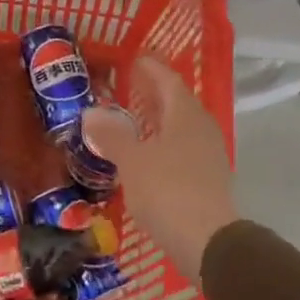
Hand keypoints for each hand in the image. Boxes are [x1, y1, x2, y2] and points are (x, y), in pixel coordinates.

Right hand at [83, 57, 235, 282]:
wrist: (206, 240)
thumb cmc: (166, 190)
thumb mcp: (132, 161)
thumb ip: (111, 135)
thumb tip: (90, 113)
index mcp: (185, 115)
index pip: (168, 80)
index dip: (151, 68)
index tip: (135, 59)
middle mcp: (202, 128)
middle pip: (177, 102)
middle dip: (154, 93)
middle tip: (131, 86)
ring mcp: (209, 154)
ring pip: (181, 127)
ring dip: (159, 120)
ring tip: (135, 120)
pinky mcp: (209, 178)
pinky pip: (183, 148)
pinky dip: (164, 143)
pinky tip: (148, 155)